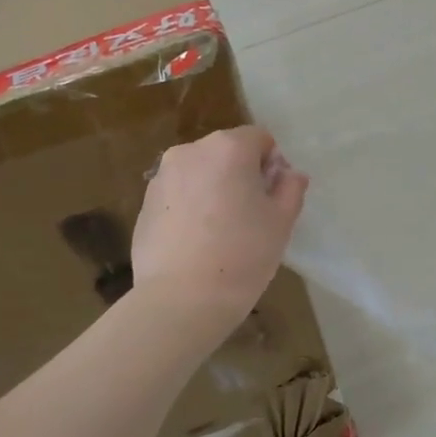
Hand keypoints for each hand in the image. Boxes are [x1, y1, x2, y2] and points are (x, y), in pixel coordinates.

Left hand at [132, 126, 309, 333]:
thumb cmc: (243, 254)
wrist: (183, 298)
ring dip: (214, 189)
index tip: (274, 196)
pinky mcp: (144, 203)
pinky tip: (198, 241)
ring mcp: (162, 177)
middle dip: (242, 174)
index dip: (272, 163)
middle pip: (226, 152)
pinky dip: (191, 207)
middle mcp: (190, 152)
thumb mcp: (282, 221)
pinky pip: (179, 194)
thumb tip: (290, 174)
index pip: (259, 138)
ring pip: (200, 173)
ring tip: (222, 230)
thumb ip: (290, 188)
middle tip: (252, 214)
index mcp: (228, 149)